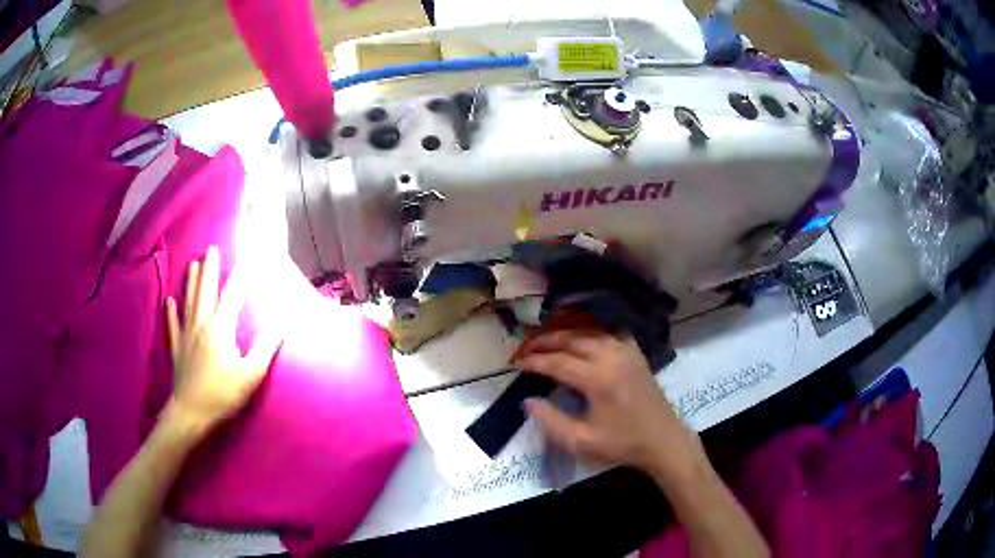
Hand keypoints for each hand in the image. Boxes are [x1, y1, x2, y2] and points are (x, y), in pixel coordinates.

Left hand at [164, 246, 280, 429]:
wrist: (191, 412)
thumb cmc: (223, 393)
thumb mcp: (251, 373)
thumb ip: (265, 346)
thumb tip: (280, 321)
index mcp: (221, 328)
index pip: (232, 295)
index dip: (240, 276)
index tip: (245, 257)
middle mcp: (201, 324)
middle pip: (206, 291)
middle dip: (210, 269)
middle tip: (211, 249)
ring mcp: (186, 335)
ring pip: (189, 302)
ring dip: (191, 282)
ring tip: (192, 264)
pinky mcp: (177, 349)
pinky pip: (173, 325)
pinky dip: (171, 312)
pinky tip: (169, 301)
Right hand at [515, 332, 704, 478]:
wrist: (663, 440)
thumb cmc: (622, 444)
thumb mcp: (581, 441)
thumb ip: (551, 420)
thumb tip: (527, 400)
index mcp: (598, 379)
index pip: (557, 362)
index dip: (534, 361)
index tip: (516, 363)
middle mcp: (612, 357)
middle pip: (571, 339)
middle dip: (544, 341)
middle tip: (524, 348)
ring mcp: (626, 351)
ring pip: (588, 332)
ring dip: (563, 334)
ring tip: (544, 340)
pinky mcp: (635, 352)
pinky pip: (606, 333)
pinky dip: (587, 332)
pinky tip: (578, 337)